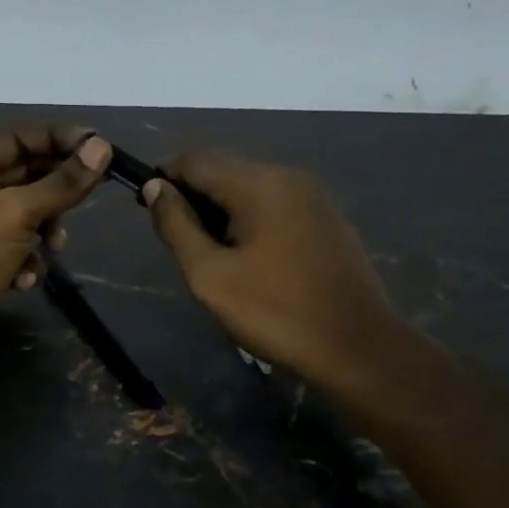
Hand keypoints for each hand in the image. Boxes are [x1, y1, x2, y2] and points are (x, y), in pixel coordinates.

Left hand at [0, 127, 112, 389]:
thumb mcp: (17, 214)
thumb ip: (61, 182)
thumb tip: (102, 148)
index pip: (19, 137)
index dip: (60, 139)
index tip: (100, 147)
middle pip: (26, 174)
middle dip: (57, 188)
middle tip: (97, 189)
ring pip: (28, 214)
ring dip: (47, 228)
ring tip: (54, 246)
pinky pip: (19, 247)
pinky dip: (29, 260)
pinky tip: (26, 279)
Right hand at [142, 151, 414, 394]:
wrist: (359, 348)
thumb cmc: (276, 313)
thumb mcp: (210, 275)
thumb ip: (177, 226)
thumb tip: (155, 187)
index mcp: (258, 183)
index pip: (196, 159)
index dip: (165, 177)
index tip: (150, 210)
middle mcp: (287, 175)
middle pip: (224, 168)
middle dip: (194, 196)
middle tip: (181, 242)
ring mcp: (313, 195)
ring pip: (249, 186)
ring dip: (222, 208)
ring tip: (212, 254)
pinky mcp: (327, 217)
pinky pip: (274, 203)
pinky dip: (250, 217)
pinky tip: (249, 257)